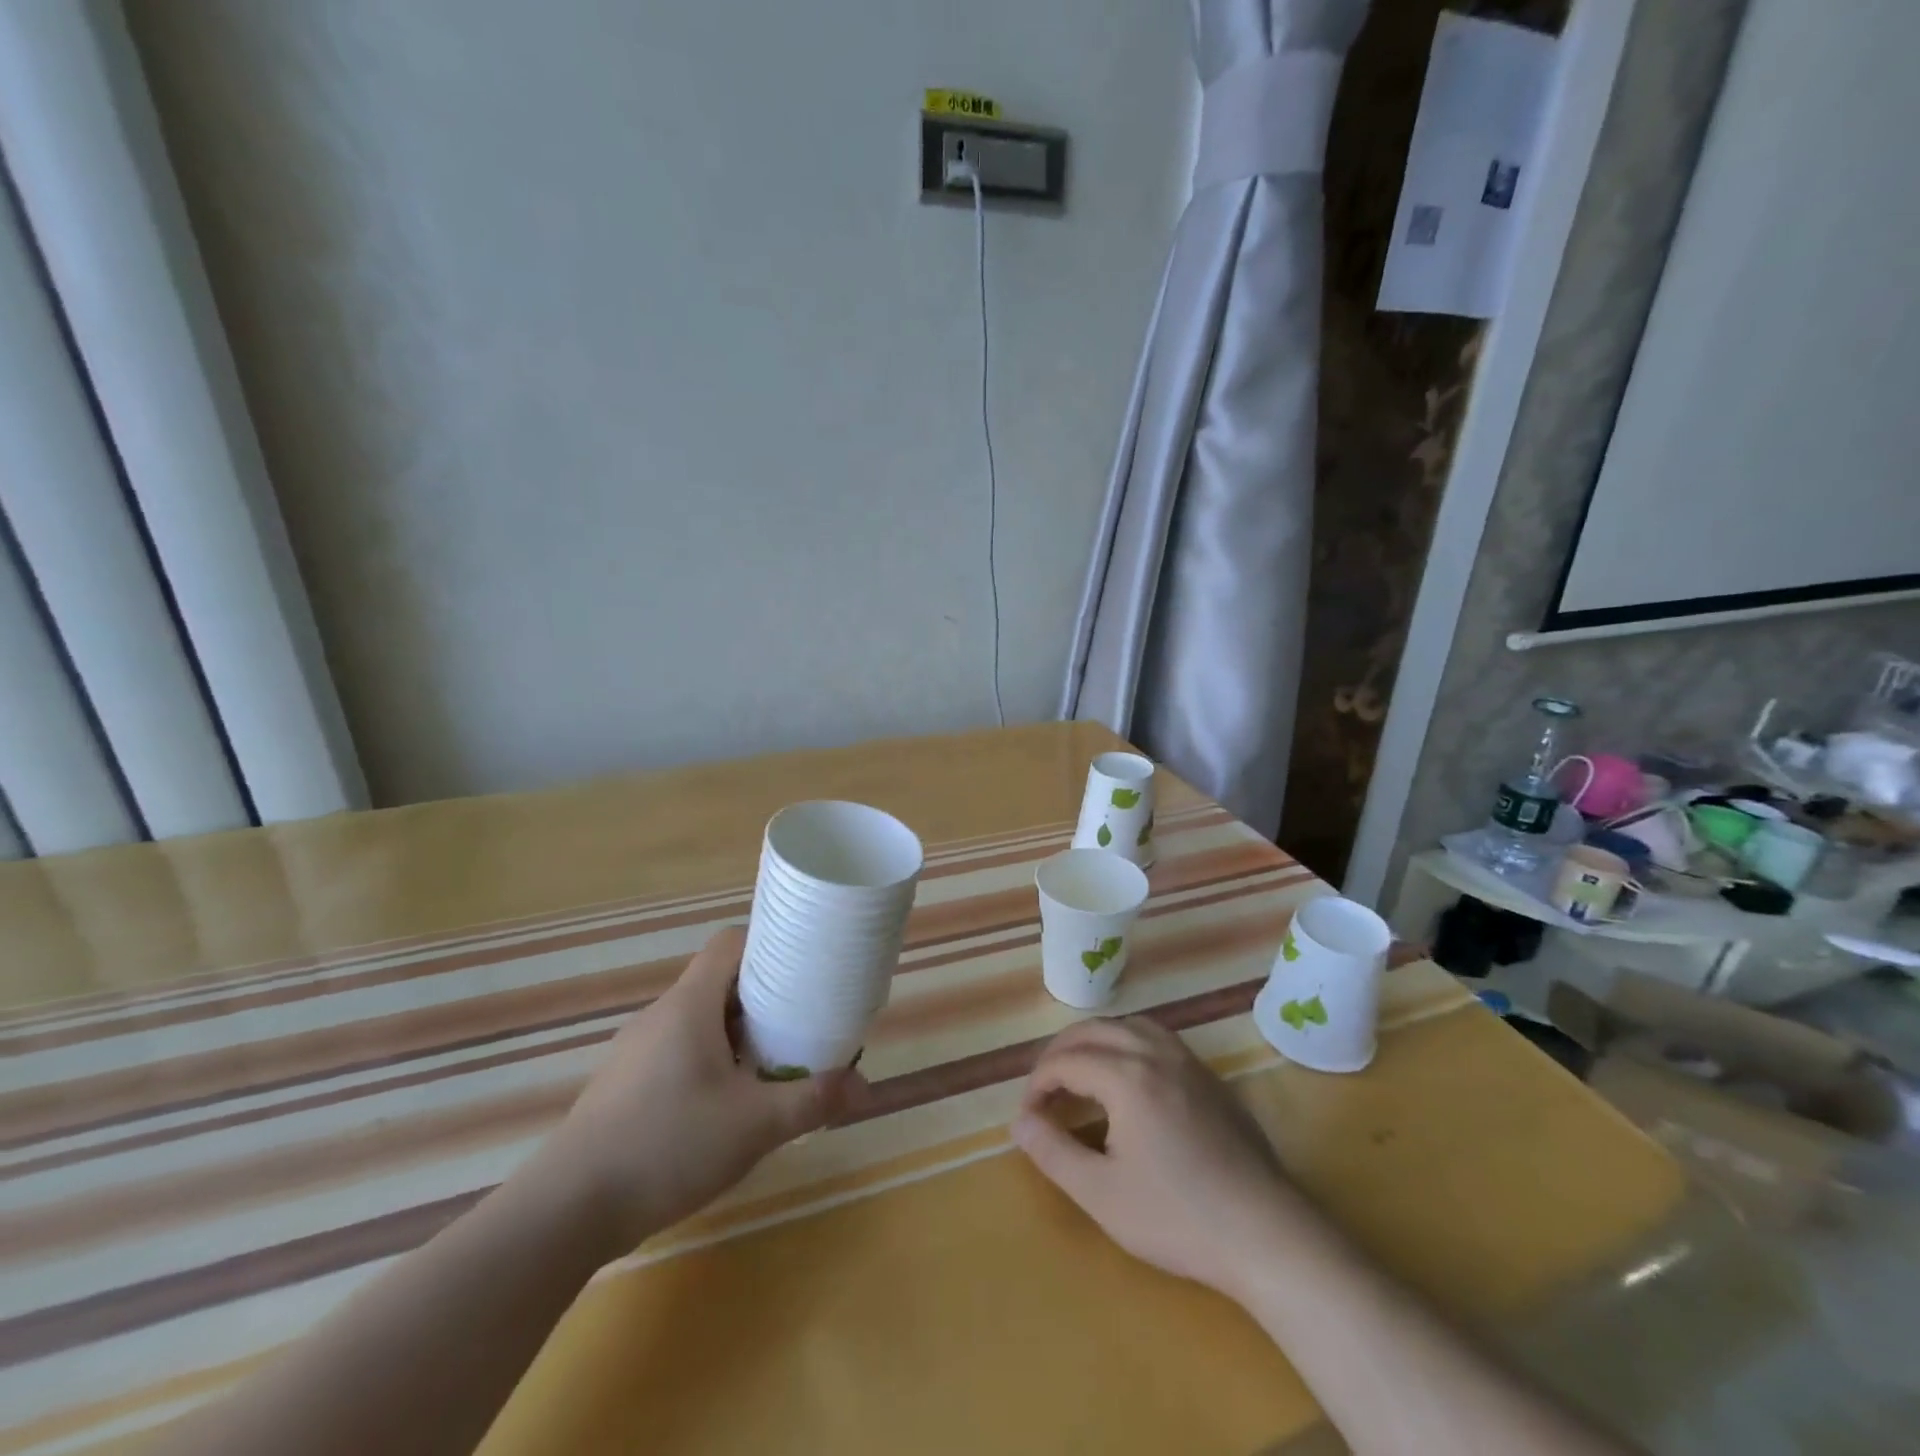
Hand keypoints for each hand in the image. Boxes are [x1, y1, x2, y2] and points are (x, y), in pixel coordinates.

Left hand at [525, 926, 856, 1256]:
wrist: (565, 1211)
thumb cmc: (666, 1146)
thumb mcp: (753, 1126)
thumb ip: (812, 1101)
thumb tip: (866, 1088)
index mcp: (689, 1005)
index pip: (729, 943)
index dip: (768, 943)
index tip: (803, 964)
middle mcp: (661, 1015)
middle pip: (719, 981)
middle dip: (763, 995)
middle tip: (800, 1019)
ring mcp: (637, 1050)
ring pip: (699, 1019)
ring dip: (737, 1032)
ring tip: (771, 1062)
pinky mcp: (625, 1084)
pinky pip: (679, 1050)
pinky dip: (710, 1059)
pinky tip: (725, 1103)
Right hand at [1011, 1017, 1306, 1302]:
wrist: (1265, 1234)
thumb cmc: (1177, 1217)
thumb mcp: (1101, 1194)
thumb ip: (1053, 1152)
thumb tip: (1019, 1123)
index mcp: (1126, 1076)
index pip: (1066, 1061)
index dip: (1038, 1083)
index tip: (1028, 1115)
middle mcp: (1155, 1053)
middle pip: (1094, 1030)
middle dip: (1060, 1052)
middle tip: (1043, 1087)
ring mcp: (1188, 1061)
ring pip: (1128, 1025)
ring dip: (1095, 1040)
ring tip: (1079, 1070)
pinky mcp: (1209, 1077)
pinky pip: (1157, 1037)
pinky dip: (1127, 1041)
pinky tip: (1127, 1075)